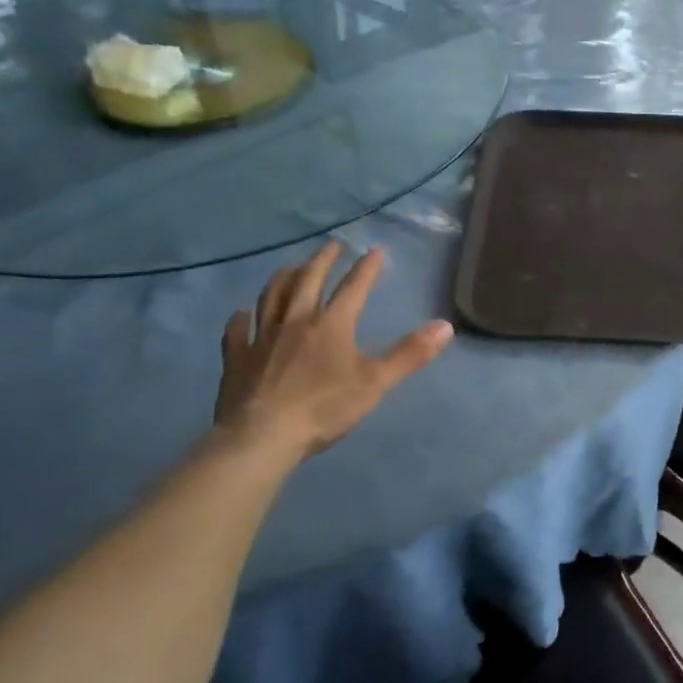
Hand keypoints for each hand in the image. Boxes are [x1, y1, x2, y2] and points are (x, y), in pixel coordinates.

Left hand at [214, 242, 452, 457]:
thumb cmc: (323, 409)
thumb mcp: (375, 383)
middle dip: (322, 260)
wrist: (262, 436)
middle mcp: (295, 321)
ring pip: (271, 297)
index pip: (353, 288)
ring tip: (290, 268)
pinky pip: (236, 331)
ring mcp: (262, 337)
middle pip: (308, 281)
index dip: (366, 268)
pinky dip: (240, 319)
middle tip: (331, 246)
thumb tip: (445, 326)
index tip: (375, 250)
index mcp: (331, 325)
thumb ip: (410, 354)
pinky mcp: (237, 358)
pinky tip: (241, 314)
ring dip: (283, 278)